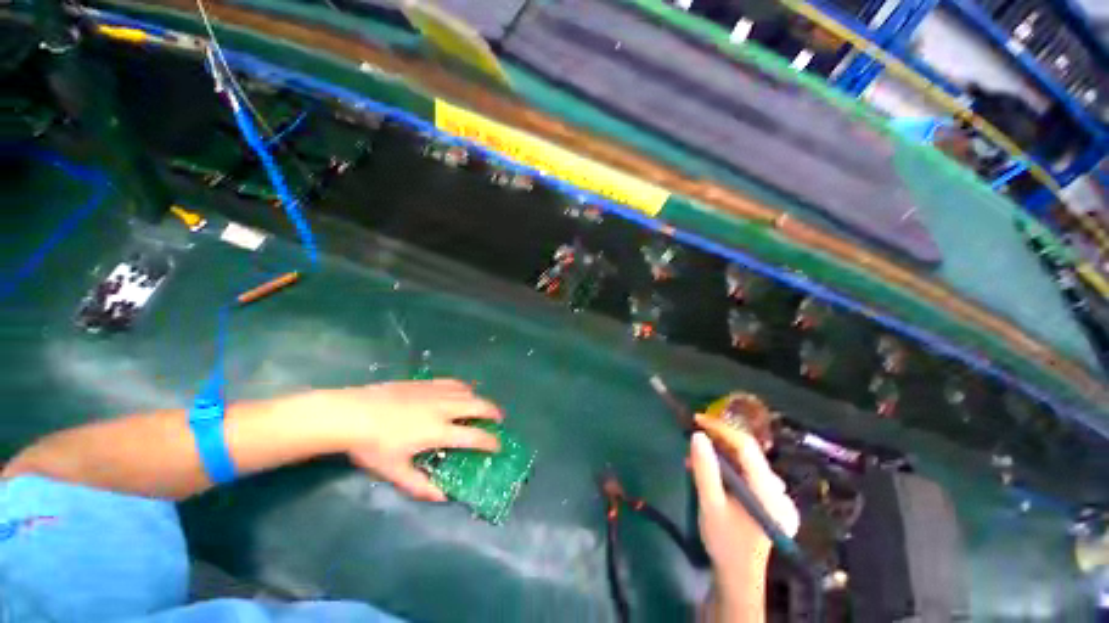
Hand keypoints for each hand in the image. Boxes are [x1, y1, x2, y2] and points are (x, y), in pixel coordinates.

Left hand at [308, 379, 502, 501]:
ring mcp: (436, 392)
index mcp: (438, 431)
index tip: (498, 445)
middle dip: (493, 412)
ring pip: (468, 392)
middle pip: (478, 406)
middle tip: (499, 419)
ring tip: (483, 406)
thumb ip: (420, 485)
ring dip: (480, 399)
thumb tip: (442, 497)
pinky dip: (464, 387)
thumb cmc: (373, 445)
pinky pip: (453, 382)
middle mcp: (444, 408)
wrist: (352, 413)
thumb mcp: (394, 471)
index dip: (490, 442)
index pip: (474, 437)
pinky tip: (463, 391)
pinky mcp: (426, 382)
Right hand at [691, 414, 798, 586]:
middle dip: (719, 440)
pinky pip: (748, 472)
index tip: (697, 419)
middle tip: (693, 434)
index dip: (721, 428)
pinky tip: (712, 471)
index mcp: (767, 492)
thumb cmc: (724, 542)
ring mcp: (777, 495)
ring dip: (721, 453)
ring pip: (747, 461)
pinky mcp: (771, 499)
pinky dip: (728, 466)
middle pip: (748, 452)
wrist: (739, 576)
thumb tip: (697, 435)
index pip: (746, 446)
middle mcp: (778, 490)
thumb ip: (705, 469)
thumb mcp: (710, 505)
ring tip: (697, 455)